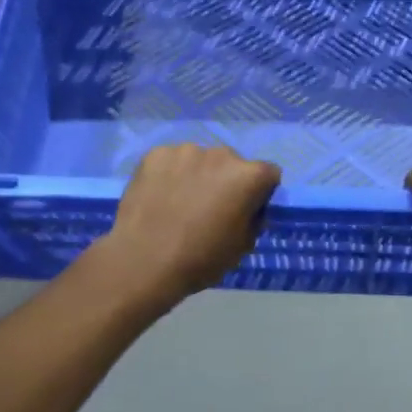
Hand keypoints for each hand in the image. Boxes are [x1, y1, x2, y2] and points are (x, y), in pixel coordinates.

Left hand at [104, 143, 281, 300]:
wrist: (142, 261)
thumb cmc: (200, 259)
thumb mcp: (242, 247)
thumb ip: (253, 219)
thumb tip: (248, 208)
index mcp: (249, 176)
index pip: (268, 174)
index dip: (259, 193)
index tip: (244, 211)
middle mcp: (222, 153)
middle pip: (232, 163)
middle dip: (226, 180)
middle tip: (209, 208)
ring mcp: (186, 150)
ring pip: (200, 160)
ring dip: (197, 175)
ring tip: (179, 203)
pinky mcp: (156, 153)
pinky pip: (171, 161)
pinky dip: (169, 174)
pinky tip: (159, 197)